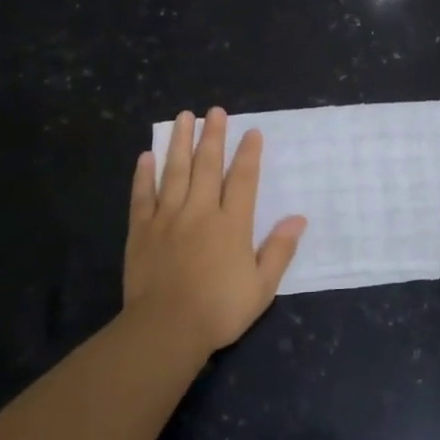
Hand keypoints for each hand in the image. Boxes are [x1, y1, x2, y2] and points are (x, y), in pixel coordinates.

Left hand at [124, 107, 306, 357]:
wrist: (166, 328)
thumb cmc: (219, 310)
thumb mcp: (262, 287)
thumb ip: (279, 250)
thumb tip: (298, 219)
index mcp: (232, 224)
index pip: (243, 179)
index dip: (248, 154)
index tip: (251, 132)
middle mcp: (200, 211)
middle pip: (207, 166)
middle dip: (212, 136)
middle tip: (214, 111)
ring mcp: (167, 218)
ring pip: (175, 172)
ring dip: (180, 142)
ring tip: (183, 117)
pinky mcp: (141, 230)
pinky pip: (143, 195)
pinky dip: (144, 175)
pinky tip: (147, 156)